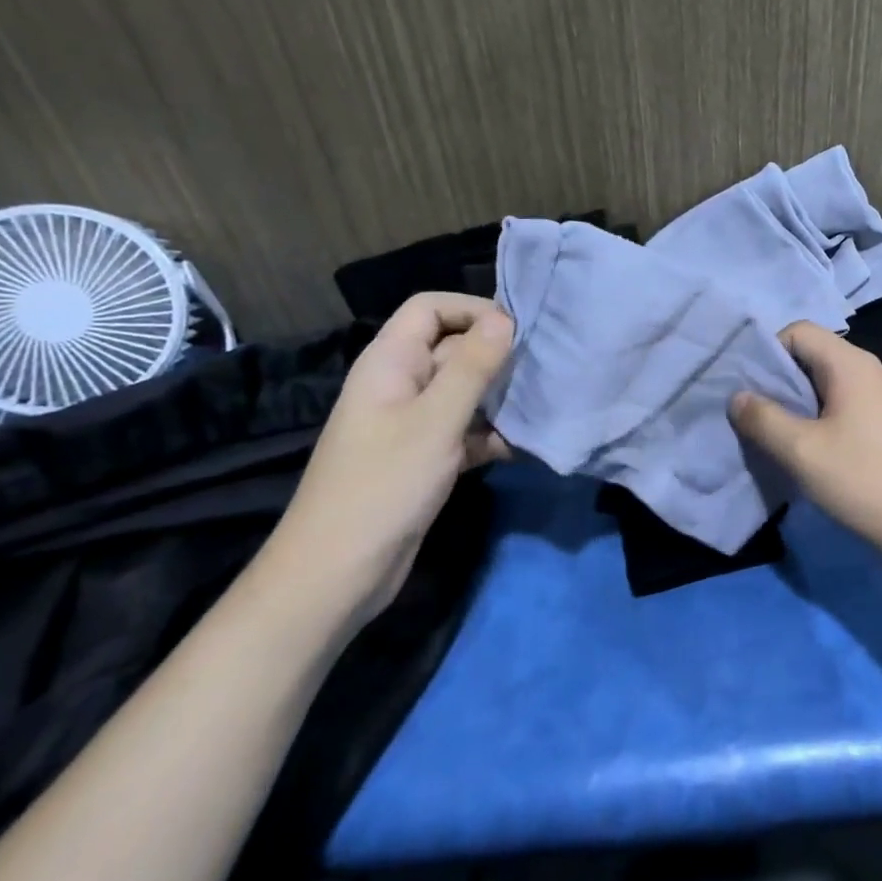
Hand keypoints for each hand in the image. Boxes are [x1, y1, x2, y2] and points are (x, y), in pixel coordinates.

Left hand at [261, 293, 513, 627]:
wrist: (338, 572)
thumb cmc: (385, 484)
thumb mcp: (436, 420)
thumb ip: (472, 367)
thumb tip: (504, 318)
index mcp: (390, 362)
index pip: (430, 309)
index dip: (472, 310)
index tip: (517, 331)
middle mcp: (400, 384)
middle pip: (452, 348)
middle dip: (495, 356)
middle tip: (543, 369)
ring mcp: (412, 423)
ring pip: (464, 392)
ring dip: (499, 397)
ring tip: (540, 405)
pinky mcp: (425, 457)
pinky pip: (464, 430)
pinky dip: (490, 434)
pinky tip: (521, 446)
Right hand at [730, 321, 881, 559]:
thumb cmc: (862, 480)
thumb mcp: (800, 451)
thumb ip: (762, 418)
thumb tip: (738, 397)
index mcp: (851, 363)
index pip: (799, 331)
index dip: (768, 352)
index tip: (749, 388)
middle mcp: (872, 369)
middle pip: (815, 355)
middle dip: (781, 380)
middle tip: (757, 415)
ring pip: (831, 382)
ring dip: (801, 402)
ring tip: (781, 435)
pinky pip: (849, 403)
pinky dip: (825, 416)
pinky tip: (817, 450)